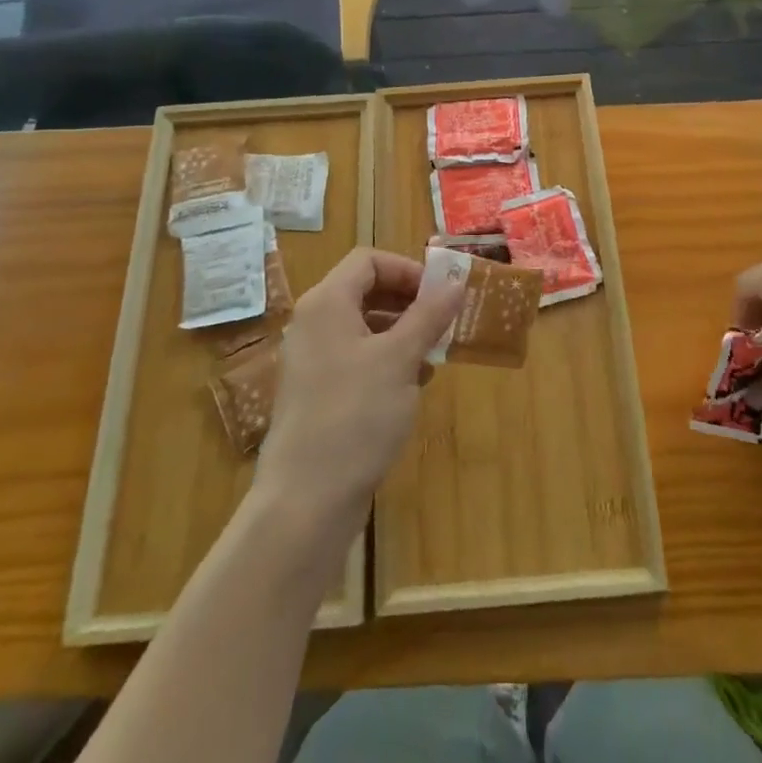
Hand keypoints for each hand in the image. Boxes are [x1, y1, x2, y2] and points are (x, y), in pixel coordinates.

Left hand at [253, 248, 462, 538]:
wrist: (306, 501)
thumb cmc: (355, 416)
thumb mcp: (400, 359)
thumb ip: (429, 315)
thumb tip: (455, 281)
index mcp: (326, 304)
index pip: (368, 261)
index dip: (407, 270)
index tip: (440, 294)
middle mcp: (313, 324)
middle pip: (365, 291)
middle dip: (409, 302)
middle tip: (443, 322)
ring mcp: (312, 361)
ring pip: (363, 327)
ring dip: (402, 333)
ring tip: (434, 356)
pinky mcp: (317, 394)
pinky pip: (356, 359)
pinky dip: (386, 361)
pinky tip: (412, 386)